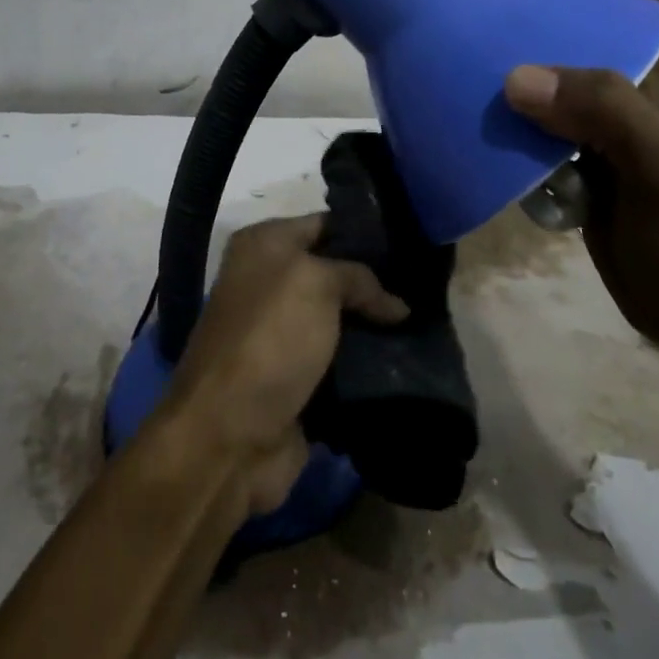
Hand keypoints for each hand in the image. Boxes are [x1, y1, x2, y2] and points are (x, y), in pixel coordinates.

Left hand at [165, 215, 407, 514]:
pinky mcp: (296, 378)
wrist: (230, 435)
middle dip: (377, 282)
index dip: (366, 231)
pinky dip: (368, 364)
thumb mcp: (316, 284)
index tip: (414, 241)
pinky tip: (409, 359)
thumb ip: (359, 277)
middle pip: (335, 273)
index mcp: (263, 245)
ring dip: (376, 326)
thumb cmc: (269, 339)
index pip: (325, 224)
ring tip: (428, 322)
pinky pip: (341, 361)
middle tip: (427, 286)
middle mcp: (268, 282)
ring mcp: (281, 333)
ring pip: (341, 319)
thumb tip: (395, 304)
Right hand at [503, 0, 658, 356]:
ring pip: (557, 86)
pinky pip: (535, 133)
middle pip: (592, 36)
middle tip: (496, 8)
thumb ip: (601, 112)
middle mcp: (628, 100)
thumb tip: (517, 77)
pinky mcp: (577, 172)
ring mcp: (601, 138)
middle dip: (550, 13)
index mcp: (656, 82)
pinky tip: (475, 124)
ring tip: (469, 58)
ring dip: (520, 70)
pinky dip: (507, 123)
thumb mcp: (656, 164)